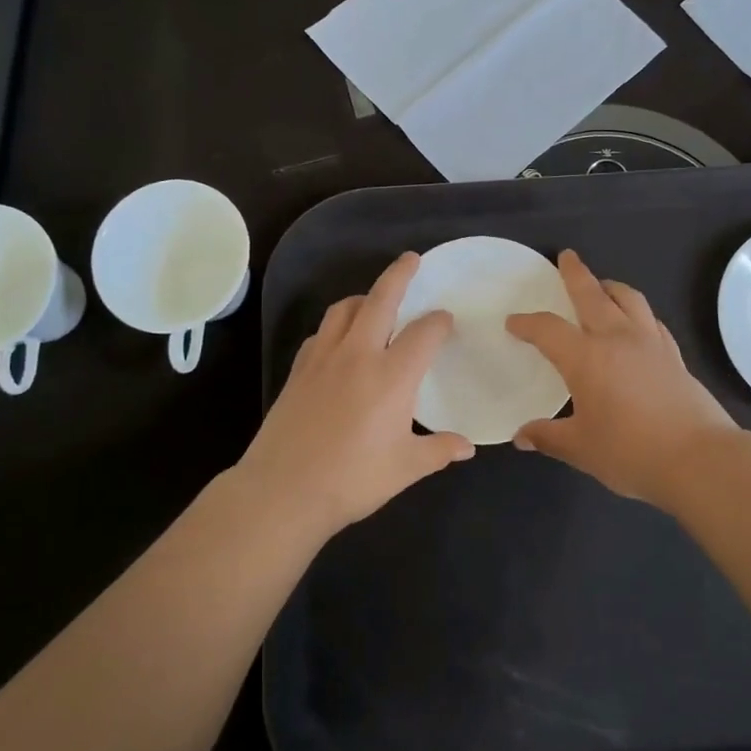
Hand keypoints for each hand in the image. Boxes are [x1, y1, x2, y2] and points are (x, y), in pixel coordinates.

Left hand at [238, 252, 472, 532]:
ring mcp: (323, 358)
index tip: (446, 320)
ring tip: (374, 300)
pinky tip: (340, 341)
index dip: (439, 322)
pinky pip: (321, 333)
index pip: (424, 332)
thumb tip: (467, 447)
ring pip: (344, 309)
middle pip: (381, 299)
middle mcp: (358, 354)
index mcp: (392, 375)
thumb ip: (438, 450)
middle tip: (411, 259)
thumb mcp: (405, 468)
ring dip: (364, 297)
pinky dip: (336, 325)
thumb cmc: (352, 479)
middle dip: (399, 275)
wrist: (283, 490)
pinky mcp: (298, 370)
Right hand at [506, 250, 740, 512]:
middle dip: (576, 274)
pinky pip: (651, 320)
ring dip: (611, 287)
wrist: (698, 459)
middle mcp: (617, 339)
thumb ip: (548, 436)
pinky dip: (637, 312)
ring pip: (629, 299)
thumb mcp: (581, 449)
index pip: (548, 329)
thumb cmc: (631, 452)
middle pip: (592, 294)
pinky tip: (636, 323)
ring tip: (602, 285)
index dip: (527, 323)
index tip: (514, 322)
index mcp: (586, 358)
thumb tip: (521, 436)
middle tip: (566, 257)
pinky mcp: (674, 356)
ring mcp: (650, 343)